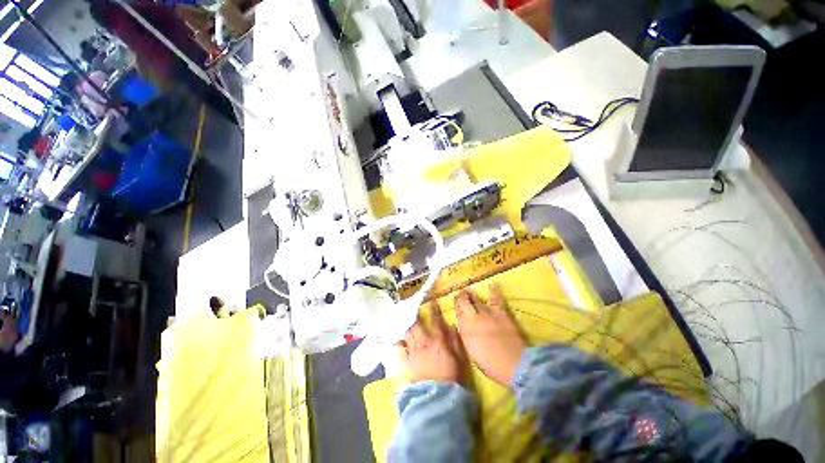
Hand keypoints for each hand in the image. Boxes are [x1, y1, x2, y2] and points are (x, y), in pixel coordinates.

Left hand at [397, 303, 463, 383]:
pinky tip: (396, 338)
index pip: (436, 321)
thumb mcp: (459, 359)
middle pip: (417, 324)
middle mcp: (424, 343)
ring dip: (405, 325)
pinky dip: (397, 342)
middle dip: (414, 314)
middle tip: (412, 307)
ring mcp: (413, 352)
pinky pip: (398, 349)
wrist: (437, 399)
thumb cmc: (452, 379)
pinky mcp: (405, 362)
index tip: (432, 302)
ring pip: (407, 333)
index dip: (434, 310)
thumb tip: (452, 325)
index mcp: (438, 341)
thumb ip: (456, 341)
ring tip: (402, 318)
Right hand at [455, 285, 526, 386]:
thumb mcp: (471, 351)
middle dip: (462, 297)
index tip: (456, 301)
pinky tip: (492, 284)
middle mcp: (473, 318)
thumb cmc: (491, 364)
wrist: (514, 364)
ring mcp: (488, 314)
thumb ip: (466, 335)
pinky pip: (496, 299)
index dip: (456, 305)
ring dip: (472, 295)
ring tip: (469, 290)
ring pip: (477, 300)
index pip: (457, 311)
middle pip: (464, 302)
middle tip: (461, 293)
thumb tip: (464, 326)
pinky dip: (493, 291)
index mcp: (465, 329)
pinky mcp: (501, 313)